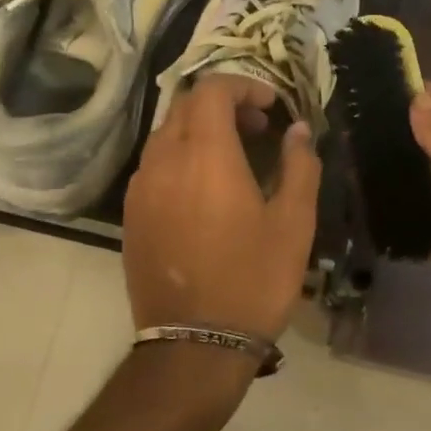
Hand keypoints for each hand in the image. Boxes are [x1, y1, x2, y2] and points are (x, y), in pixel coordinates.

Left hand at [123, 75, 322, 342]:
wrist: (193, 345)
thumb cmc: (253, 280)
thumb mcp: (293, 223)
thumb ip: (299, 165)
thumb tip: (298, 130)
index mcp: (205, 154)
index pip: (213, 89)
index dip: (244, 85)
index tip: (271, 106)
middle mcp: (165, 159)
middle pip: (187, 104)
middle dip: (224, 103)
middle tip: (257, 127)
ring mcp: (141, 187)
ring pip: (167, 132)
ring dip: (200, 128)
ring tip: (233, 156)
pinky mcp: (131, 213)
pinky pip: (154, 162)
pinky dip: (181, 154)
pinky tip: (203, 187)